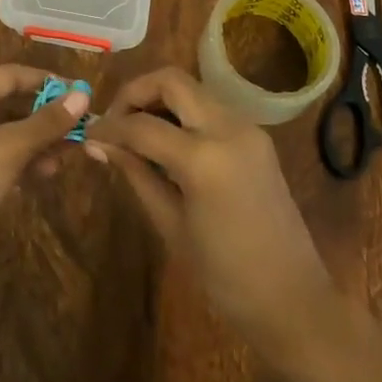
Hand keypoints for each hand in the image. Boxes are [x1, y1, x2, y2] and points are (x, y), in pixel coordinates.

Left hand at [0, 64, 88, 287]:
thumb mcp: (9, 147)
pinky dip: (21, 164)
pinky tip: (45, 175)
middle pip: (8, 104)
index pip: (10, 75)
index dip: (46, 81)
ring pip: (5, 135)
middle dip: (44, 117)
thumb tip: (83, 95)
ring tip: (68, 156)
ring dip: (37, 143)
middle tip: (80, 128)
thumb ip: (46, 122)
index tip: (81, 93)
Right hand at [87, 67, 333, 355]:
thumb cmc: (224, 277)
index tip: (88, 134)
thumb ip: (135, 174)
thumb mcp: (170, 225)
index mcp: (204, 158)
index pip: (142, 125)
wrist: (294, 301)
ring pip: (192, 88)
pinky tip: (167, 141)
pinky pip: (210, 107)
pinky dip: (183, 112)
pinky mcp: (257, 136)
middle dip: (136, 93)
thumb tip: (98, 144)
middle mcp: (228, 128)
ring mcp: (247, 128)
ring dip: (160, 99)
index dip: (109, 127)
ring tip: (136, 131)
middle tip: (114, 121)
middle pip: (171, 80)